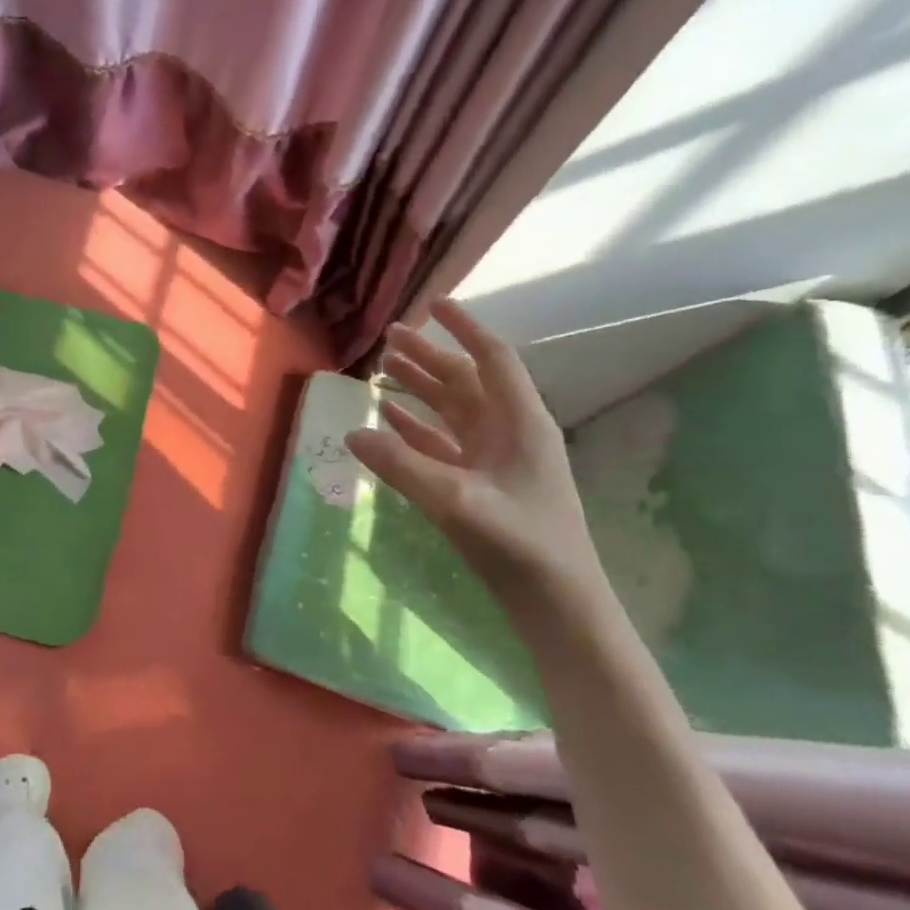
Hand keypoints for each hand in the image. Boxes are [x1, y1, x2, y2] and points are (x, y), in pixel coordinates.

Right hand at [345, 298, 606, 608]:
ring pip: (452, 410)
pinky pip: (442, 443)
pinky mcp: (479, 484)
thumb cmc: (520, 545)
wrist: (557, 604)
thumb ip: (402, 466)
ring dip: (421, 387)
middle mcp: (508, 433)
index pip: (492, 360)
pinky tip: (388, 418)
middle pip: (465, 381)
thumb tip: (352, 432)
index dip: (465, 329)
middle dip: (430, 356)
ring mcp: (493, 460)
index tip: (435, 304)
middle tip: (391, 336)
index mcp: (519, 423)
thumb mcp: (457, 502)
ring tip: (385, 367)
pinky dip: (416, 427)